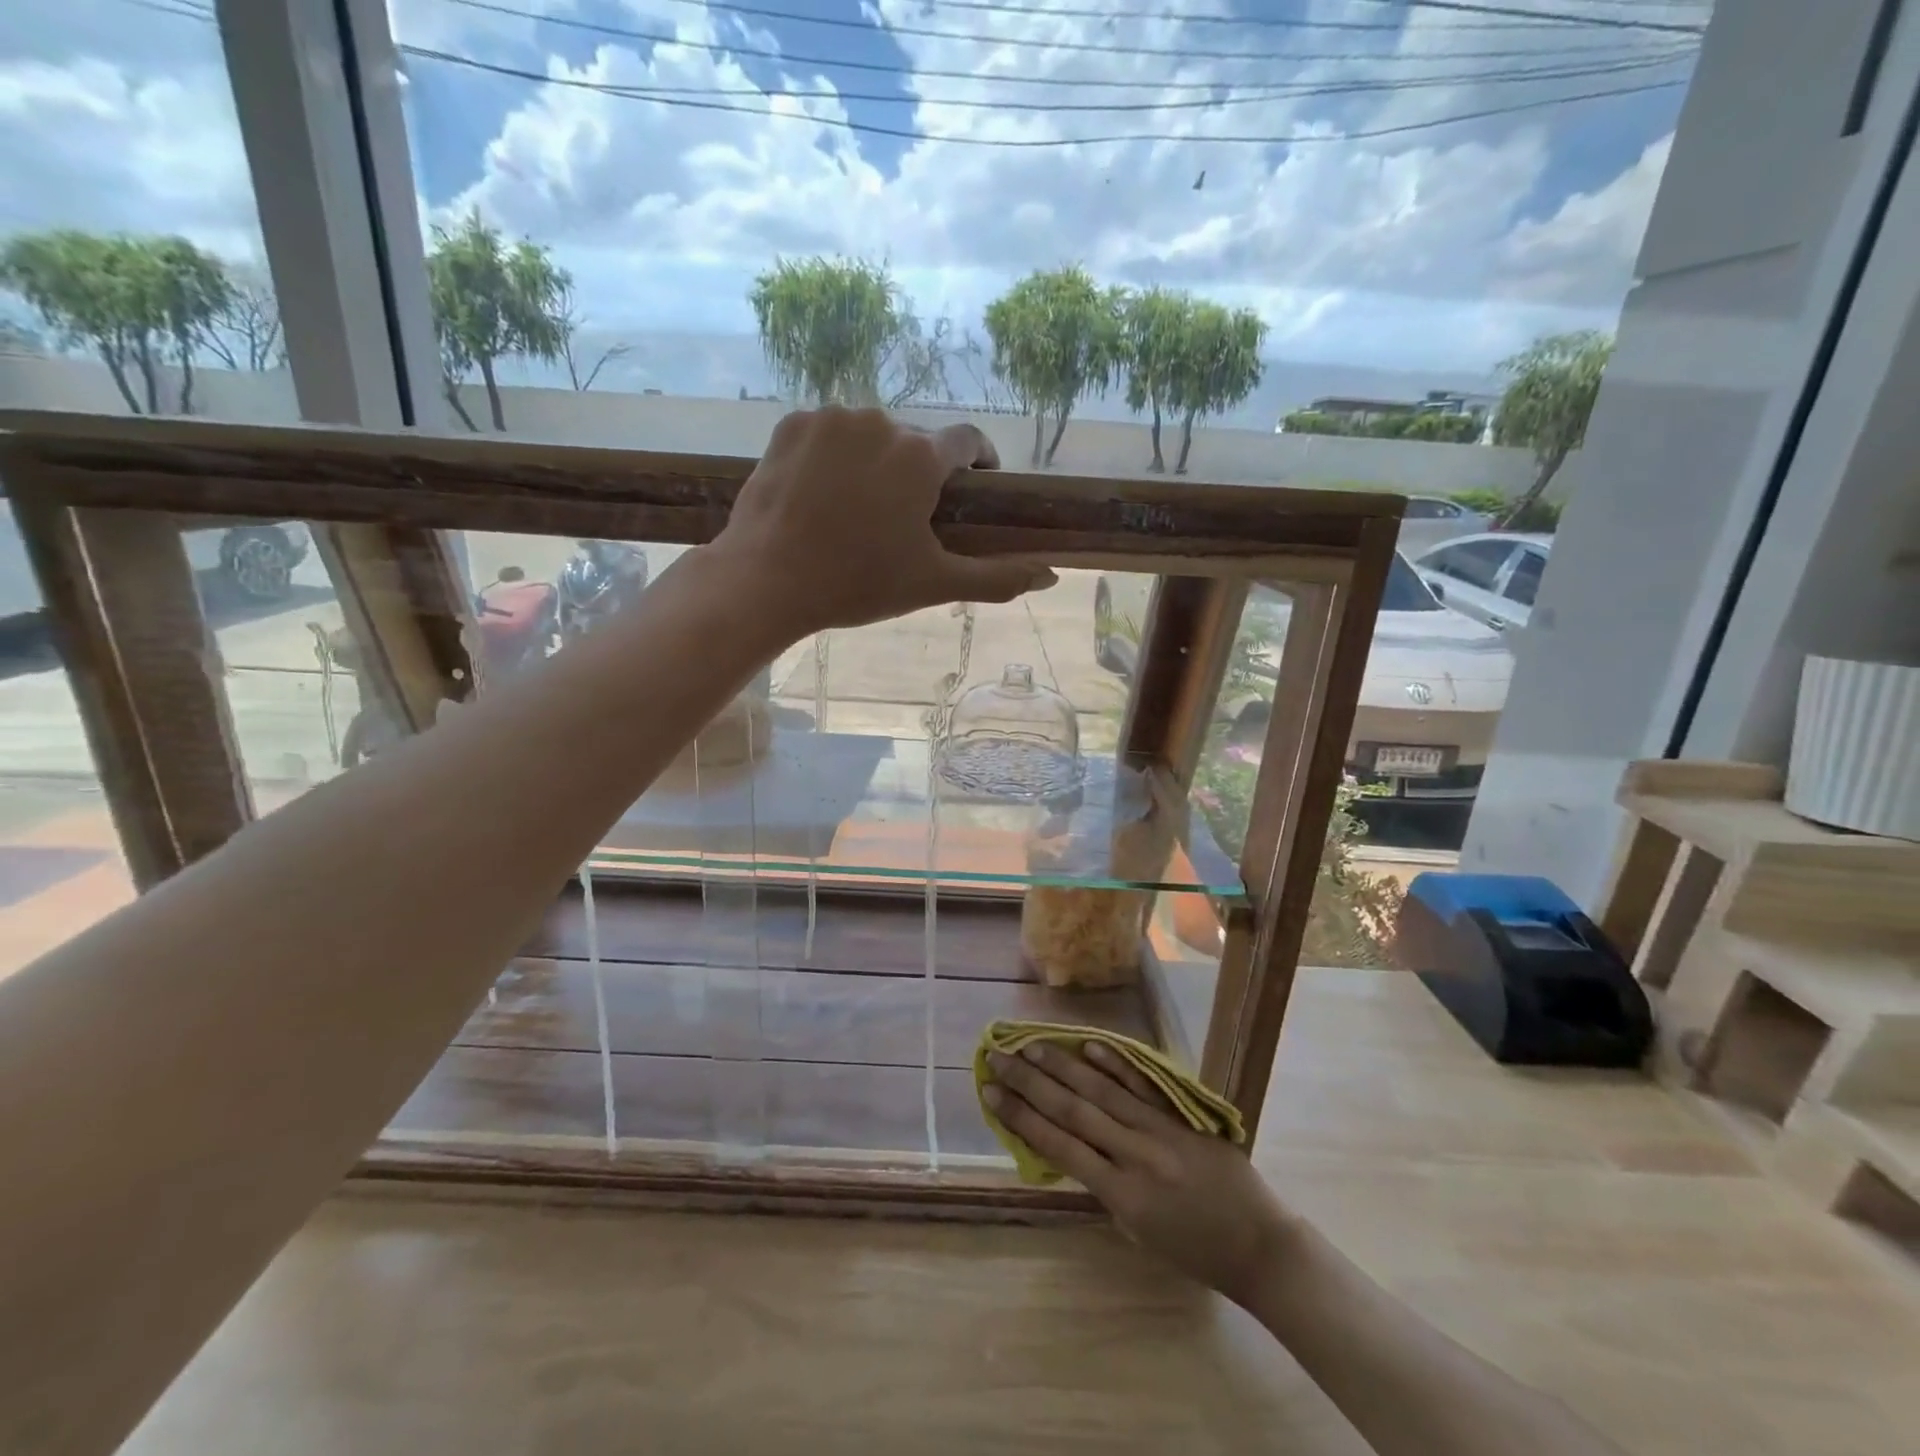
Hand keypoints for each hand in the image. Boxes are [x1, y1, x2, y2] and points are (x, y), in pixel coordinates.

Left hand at [713, 407, 1055, 636]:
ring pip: (871, 435)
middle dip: (920, 473)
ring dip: (876, 462)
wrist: (766, 579)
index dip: (978, 462)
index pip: (968, 441)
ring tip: (860, 510)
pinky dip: (835, 456)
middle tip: (904, 520)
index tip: (974, 486)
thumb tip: (1051, 575)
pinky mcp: (792, 424)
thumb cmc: (858, 584)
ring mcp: (832, 418)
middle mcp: (881, 421)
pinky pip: (830, 433)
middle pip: (916, 442)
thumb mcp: (933, 584)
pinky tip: (824, 494)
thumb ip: (997, 577)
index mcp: (921, 456)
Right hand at [984, 1042, 1296, 1304]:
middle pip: (1072, 1110)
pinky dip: (1114, 1063)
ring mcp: (1160, 1130)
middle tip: (997, 1055)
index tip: (990, 1092)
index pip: (1059, 1146)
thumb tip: (1072, 1146)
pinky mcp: (1181, 1115)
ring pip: (1101, 1090)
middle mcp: (1135, 1155)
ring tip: (1030, 1044)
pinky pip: (1142, 1085)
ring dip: (1062, 1065)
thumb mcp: (1139, 1234)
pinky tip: (1088, 1043)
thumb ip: (1105, 1188)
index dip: (1021, 1117)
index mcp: (1121, 1195)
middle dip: (1030, 1082)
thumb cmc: (1196, 1252)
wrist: (1261, 1246)